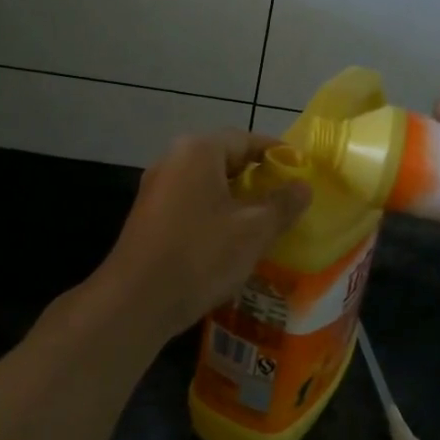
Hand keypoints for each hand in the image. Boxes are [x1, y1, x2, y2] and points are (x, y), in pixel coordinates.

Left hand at [89, 132, 310, 343]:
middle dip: (257, 177)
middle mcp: (173, 159)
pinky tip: (231, 240)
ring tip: (266, 221)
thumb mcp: (253, 229)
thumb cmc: (200, 254)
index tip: (302, 171)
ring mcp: (156, 188)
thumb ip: (283, 204)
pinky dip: (214, 213)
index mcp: (198, 151)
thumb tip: (303, 186)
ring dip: (236, 198)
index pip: (246, 139)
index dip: (277, 154)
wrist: (136, 300)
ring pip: (207, 183)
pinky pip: (191, 203)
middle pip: (225, 159)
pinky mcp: (149, 215)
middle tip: (287, 199)